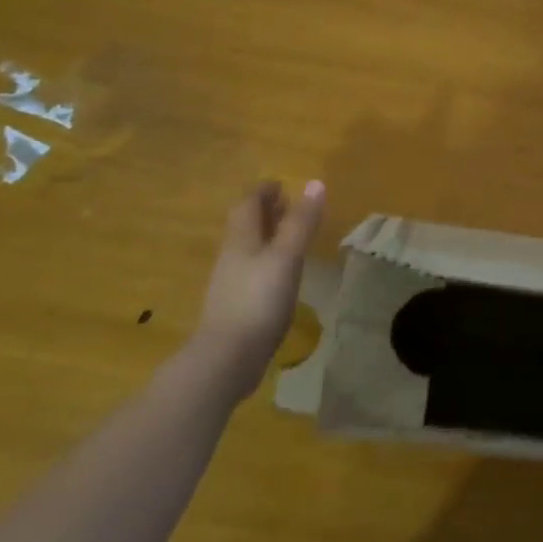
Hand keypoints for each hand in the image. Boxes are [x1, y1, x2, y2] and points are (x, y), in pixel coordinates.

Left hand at [196, 180, 325, 372]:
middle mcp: (232, 256)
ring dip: (266, 235)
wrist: (227, 358)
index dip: (263, 191)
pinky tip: (281, 275)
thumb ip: (301, 222)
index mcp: (241, 239)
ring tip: (289, 235)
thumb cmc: (258, 300)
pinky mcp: (236, 306)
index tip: (281, 185)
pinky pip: (251, 272)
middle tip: (287, 204)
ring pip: (247, 248)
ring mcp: (231, 283)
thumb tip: (315, 183)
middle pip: (245, 225)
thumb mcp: (286, 257)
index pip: (247, 204)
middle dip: (264, 211)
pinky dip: (267, 261)